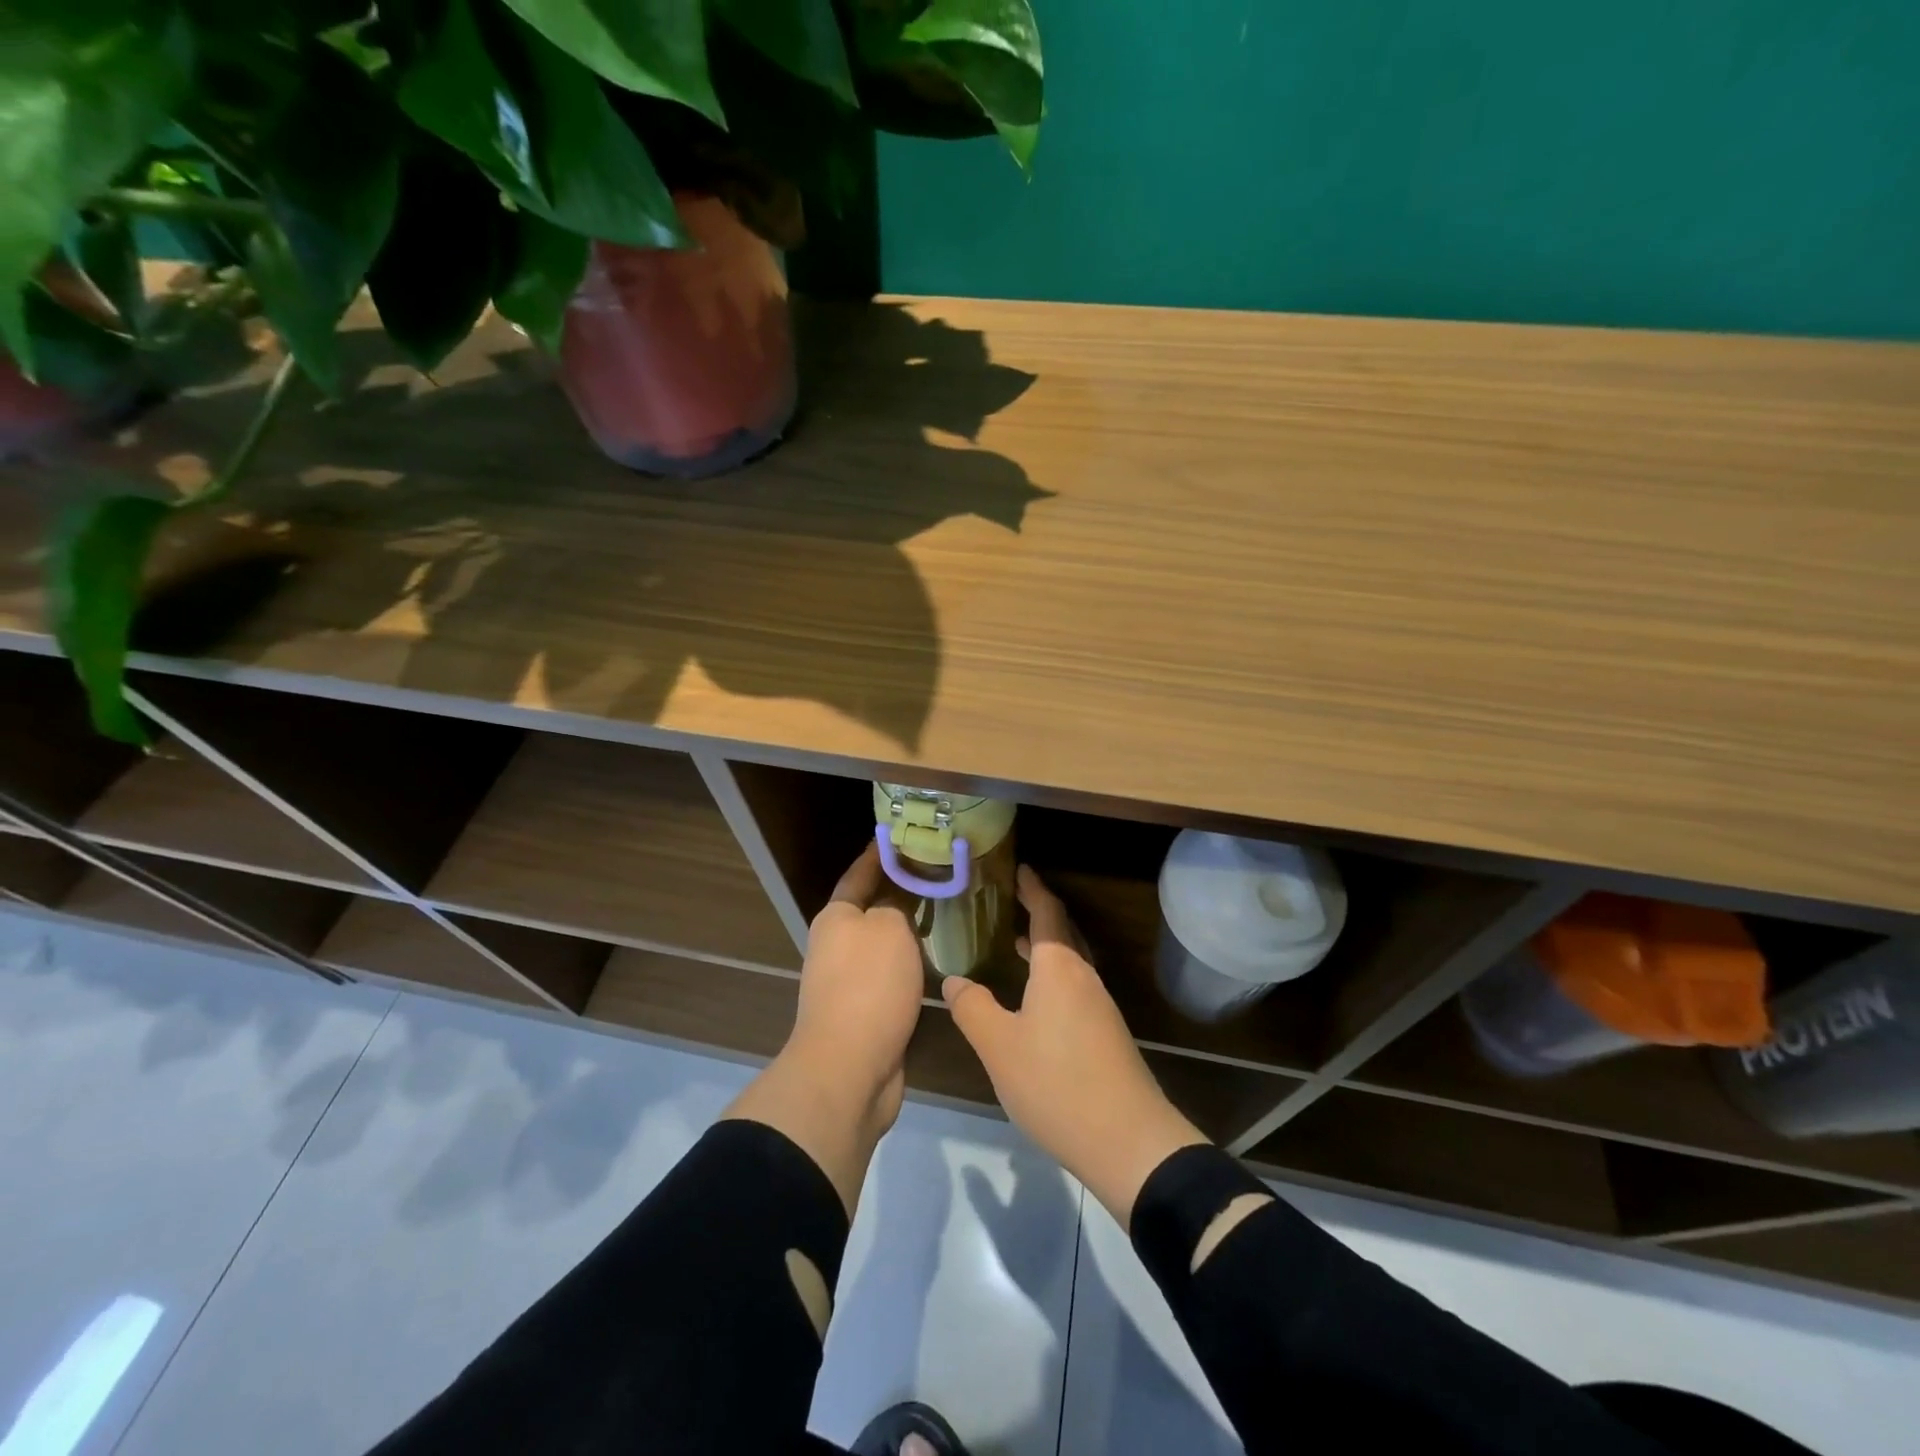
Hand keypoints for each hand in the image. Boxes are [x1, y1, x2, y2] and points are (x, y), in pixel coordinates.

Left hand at [788, 841, 926, 1125]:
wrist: (849, 1068)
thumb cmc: (868, 985)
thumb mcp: (889, 929)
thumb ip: (897, 906)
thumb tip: (897, 905)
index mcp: (836, 918)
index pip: (859, 874)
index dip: (877, 855)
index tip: (897, 836)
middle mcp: (837, 946)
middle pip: (872, 910)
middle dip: (900, 892)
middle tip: (938, 876)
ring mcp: (848, 983)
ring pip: (885, 946)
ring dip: (909, 933)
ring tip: (946, 914)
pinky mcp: (865, 1014)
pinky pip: (893, 978)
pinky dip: (912, 966)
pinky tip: (939, 962)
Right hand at [942, 866, 1206, 1227]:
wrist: (1128, 1140)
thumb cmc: (1057, 1082)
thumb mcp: (999, 1046)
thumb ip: (973, 1008)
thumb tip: (954, 980)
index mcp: (1059, 968)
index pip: (1047, 912)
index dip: (1032, 888)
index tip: (1020, 868)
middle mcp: (1083, 978)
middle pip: (1062, 933)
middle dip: (1038, 912)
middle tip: (1011, 899)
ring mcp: (1099, 1007)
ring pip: (1069, 962)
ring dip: (1044, 946)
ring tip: (1013, 942)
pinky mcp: (1106, 1034)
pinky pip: (1074, 986)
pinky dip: (1051, 975)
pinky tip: (1034, 999)